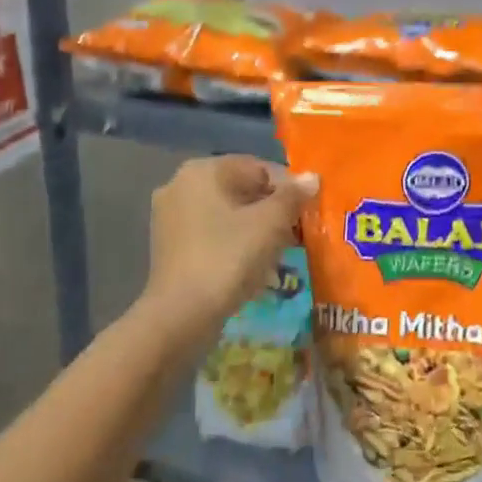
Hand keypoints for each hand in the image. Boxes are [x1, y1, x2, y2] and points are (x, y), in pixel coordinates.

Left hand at [144, 156, 316, 332]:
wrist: (182, 314)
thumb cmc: (228, 258)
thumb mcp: (270, 224)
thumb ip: (293, 196)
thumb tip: (311, 177)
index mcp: (202, 170)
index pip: (258, 167)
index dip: (288, 189)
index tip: (308, 213)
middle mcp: (180, 185)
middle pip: (240, 189)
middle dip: (271, 210)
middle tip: (297, 235)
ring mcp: (170, 216)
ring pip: (226, 214)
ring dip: (254, 229)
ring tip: (278, 253)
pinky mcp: (170, 246)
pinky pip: (211, 235)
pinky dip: (233, 244)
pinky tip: (252, 267)